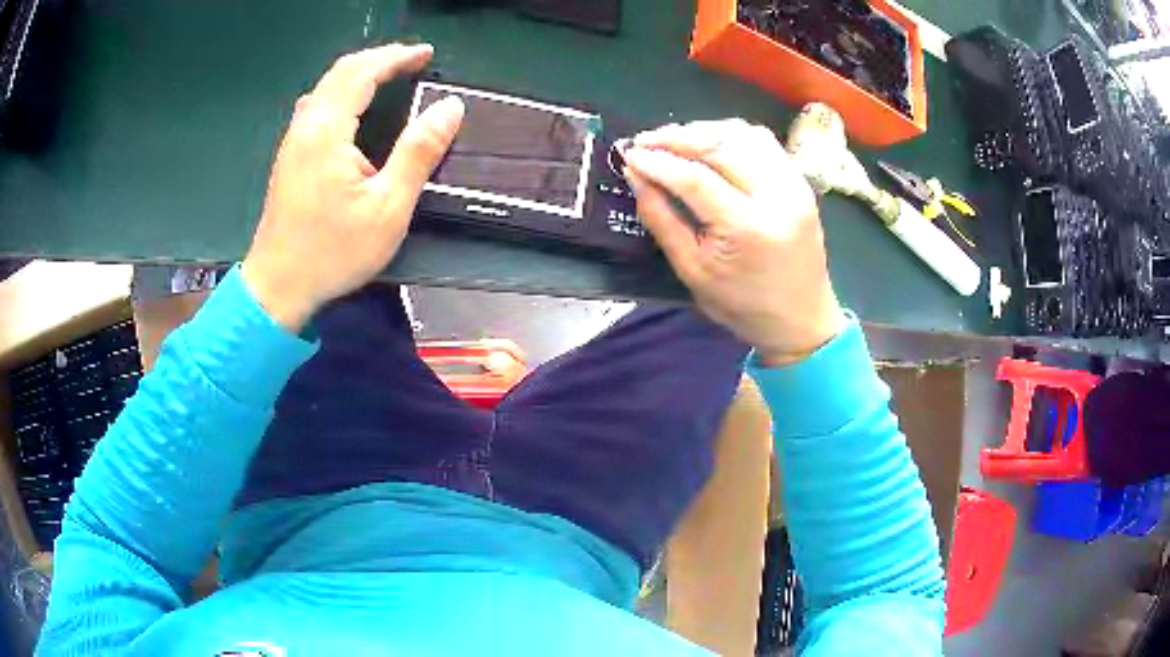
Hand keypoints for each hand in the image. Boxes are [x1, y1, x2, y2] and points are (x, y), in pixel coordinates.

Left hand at [242, 43, 464, 330]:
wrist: (277, 287)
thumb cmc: (333, 251)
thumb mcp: (387, 207)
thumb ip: (419, 152)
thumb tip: (450, 106)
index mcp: (328, 131)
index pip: (362, 73)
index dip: (396, 57)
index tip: (427, 54)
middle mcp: (305, 126)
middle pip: (340, 72)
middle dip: (378, 58)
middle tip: (411, 60)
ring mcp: (293, 142)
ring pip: (325, 88)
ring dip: (358, 73)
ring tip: (388, 76)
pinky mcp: (289, 158)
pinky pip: (316, 106)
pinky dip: (341, 92)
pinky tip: (352, 107)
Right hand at [622, 119, 842, 364]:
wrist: (802, 320)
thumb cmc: (743, 307)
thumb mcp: (692, 272)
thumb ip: (662, 219)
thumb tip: (636, 174)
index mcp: (747, 228)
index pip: (695, 178)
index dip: (658, 162)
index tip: (629, 154)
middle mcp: (777, 196)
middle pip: (720, 145)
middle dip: (676, 137)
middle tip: (645, 141)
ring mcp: (794, 185)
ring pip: (743, 134)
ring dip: (704, 131)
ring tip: (674, 141)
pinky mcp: (800, 182)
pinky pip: (763, 142)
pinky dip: (731, 135)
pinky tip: (710, 144)